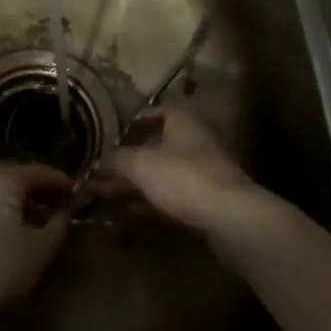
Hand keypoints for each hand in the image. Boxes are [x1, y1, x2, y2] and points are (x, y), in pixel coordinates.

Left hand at [0, 162, 72, 330]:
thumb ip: (58, 227)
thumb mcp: (40, 250)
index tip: (76, 192)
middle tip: (57, 206)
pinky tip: (8, 234)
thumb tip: (65, 214)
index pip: (39, 171)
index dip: (60, 181)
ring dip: (17, 202)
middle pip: (16, 177)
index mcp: (4, 178)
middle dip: (38, 191)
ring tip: (35, 223)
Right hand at [91, 107, 263, 235]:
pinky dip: (149, 203)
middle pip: (155, 146)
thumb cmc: (184, 176)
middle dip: (126, 162)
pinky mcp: (207, 200)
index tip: (111, 136)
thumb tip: (99, 162)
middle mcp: (193, 139)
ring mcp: (202, 171)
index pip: (154, 112)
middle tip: (99, 175)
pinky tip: (126, 215)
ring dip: (134, 185)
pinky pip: (171, 196)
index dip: (131, 123)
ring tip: (103, 196)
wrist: (232, 217)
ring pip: (161, 174)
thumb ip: (117, 160)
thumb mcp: (141, 165)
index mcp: (182, 119)